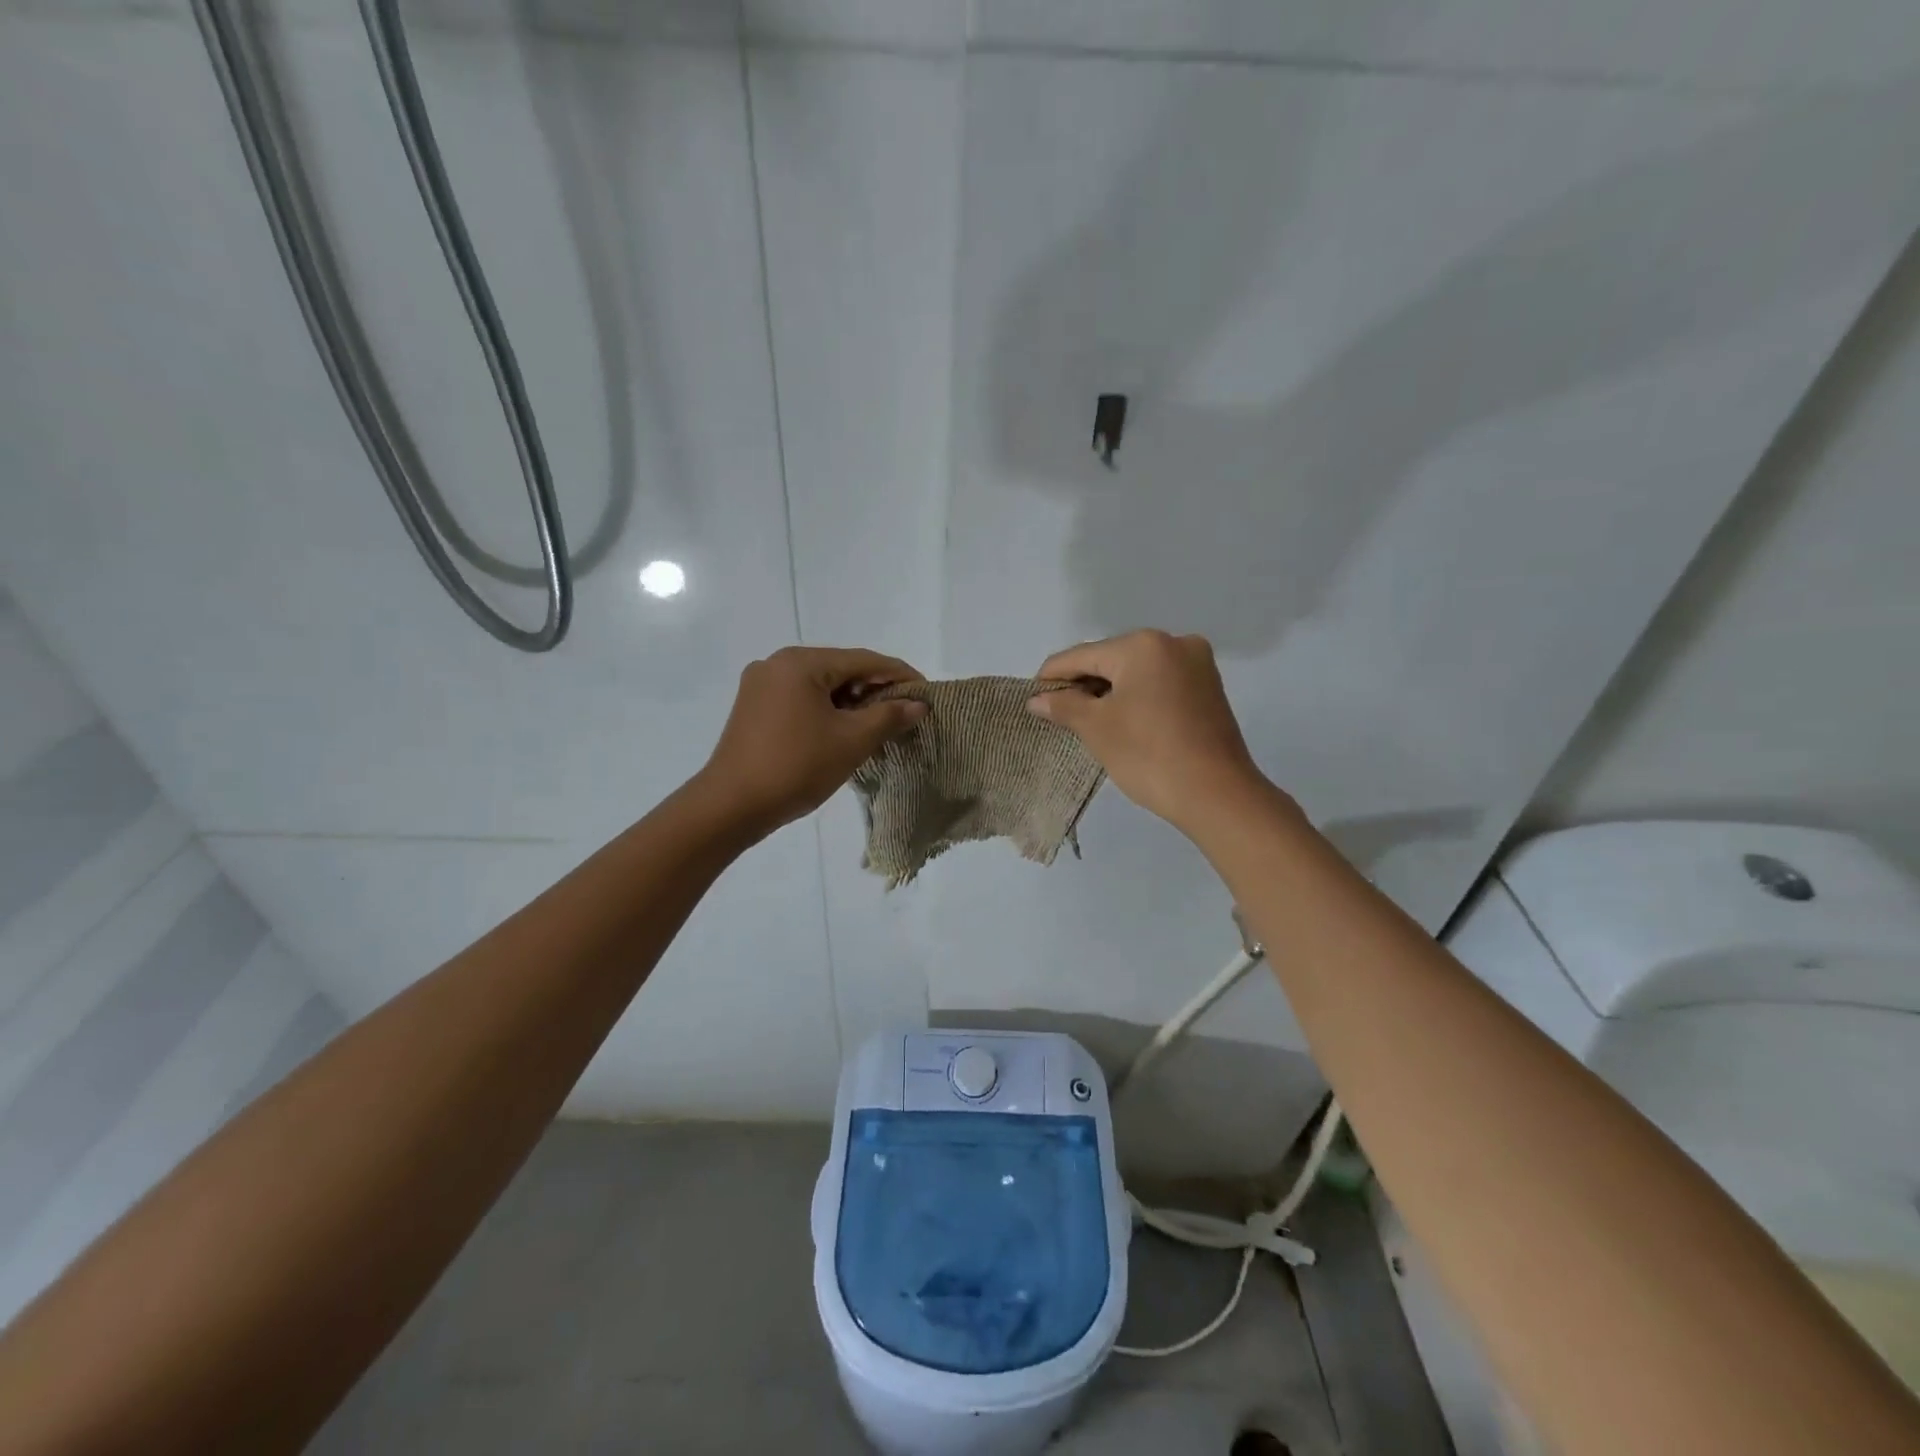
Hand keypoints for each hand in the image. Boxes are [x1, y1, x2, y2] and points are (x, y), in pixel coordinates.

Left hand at [698, 647, 927, 837]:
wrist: (731, 806)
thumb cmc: (796, 767)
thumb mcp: (851, 741)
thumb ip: (889, 717)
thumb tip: (918, 704)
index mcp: (800, 662)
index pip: (863, 660)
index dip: (899, 675)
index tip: (927, 693)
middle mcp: (777, 664)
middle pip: (840, 669)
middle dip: (874, 690)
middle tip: (905, 713)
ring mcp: (761, 685)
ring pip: (820, 686)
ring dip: (851, 703)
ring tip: (878, 726)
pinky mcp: (753, 708)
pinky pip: (801, 700)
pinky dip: (827, 711)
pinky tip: (844, 731)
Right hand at [1027, 630, 1275, 836]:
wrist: (1217, 794)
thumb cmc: (1148, 755)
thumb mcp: (1097, 728)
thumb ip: (1064, 706)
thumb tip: (1037, 699)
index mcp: (1143, 645)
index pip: (1082, 655)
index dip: (1052, 676)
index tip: (1031, 696)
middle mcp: (1173, 642)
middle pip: (1111, 659)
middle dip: (1083, 684)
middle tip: (1058, 713)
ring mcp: (1197, 664)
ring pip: (1137, 672)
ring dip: (1110, 691)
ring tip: (1088, 720)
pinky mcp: (1209, 687)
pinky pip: (1160, 683)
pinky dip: (1137, 697)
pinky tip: (1123, 720)